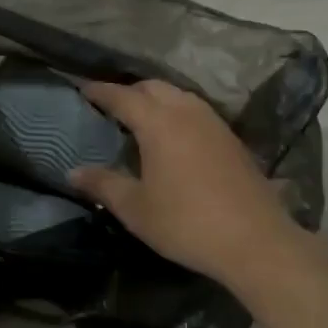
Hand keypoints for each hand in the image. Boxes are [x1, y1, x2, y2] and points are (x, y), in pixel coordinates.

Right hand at [70, 79, 310, 285]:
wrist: (254, 240)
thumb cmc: (186, 223)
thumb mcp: (136, 209)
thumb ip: (103, 185)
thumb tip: (73, 172)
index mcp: (158, 122)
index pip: (122, 96)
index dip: (100, 92)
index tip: (82, 89)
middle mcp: (186, 111)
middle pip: (152, 87)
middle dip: (129, 92)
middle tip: (110, 108)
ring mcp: (214, 123)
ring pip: (178, 96)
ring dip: (156, 100)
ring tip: (140, 120)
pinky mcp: (231, 138)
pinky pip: (196, 111)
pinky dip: (177, 113)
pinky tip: (174, 138)